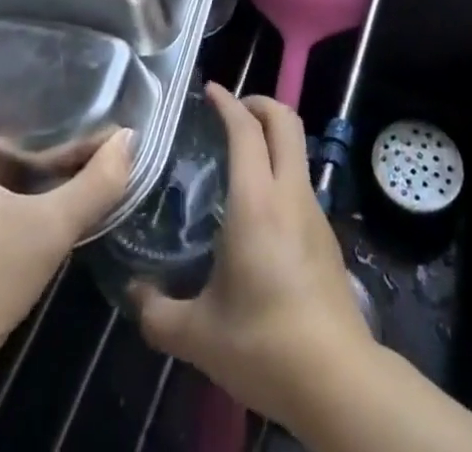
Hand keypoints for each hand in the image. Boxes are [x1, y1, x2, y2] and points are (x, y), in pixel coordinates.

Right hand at [131, 86, 373, 429]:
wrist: (338, 380)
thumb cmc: (264, 344)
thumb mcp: (199, 335)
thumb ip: (158, 313)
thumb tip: (133, 294)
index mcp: (257, 201)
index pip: (246, 129)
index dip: (229, 102)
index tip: (210, 90)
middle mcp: (289, 193)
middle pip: (285, 120)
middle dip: (259, 102)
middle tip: (230, 111)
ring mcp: (314, 211)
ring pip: (297, 148)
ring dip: (272, 135)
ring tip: (239, 155)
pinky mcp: (326, 234)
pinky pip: (301, 179)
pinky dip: (280, 167)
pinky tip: (257, 204)